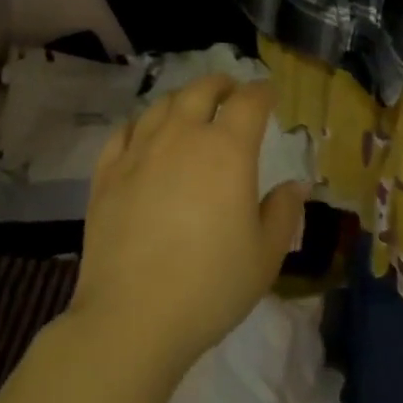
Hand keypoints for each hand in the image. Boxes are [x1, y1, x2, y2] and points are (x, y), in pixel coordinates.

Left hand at [70, 75, 306, 376]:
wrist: (132, 317)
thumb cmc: (210, 286)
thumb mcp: (265, 255)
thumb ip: (283, 213)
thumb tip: (295, 185)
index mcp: (227, 149)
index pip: (249, 101)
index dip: (262, 92)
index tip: (269, 94)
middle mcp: (183, 136)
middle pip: (202, 90)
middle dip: (221, 84)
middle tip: (230, 91)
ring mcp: (140, 151)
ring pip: (162, 105)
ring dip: (182, 100)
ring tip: (189, 109)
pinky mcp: (107, 173)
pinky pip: (124, 132)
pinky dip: (140, 124)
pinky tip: (144, 134)